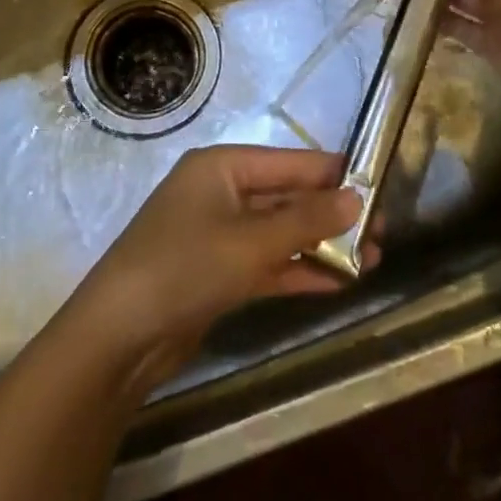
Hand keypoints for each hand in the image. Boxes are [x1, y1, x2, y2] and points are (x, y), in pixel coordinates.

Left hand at [68, 145, 376, 395]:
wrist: (117, 338)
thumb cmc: (184, 268)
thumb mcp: (251, 243)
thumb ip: (306, 220)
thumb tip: (357, 197)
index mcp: (223, 167)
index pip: (291, 162)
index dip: (334, 175)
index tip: (379, 188)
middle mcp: (221, 192)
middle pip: (287, 196)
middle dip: (332, 215)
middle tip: (383, 234)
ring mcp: (218, 233)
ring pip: (280, 232)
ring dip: (321, 246)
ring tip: (372, 261)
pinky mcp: (217, 272)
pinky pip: (267, 262)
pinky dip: (298, 270)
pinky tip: (338, 283)